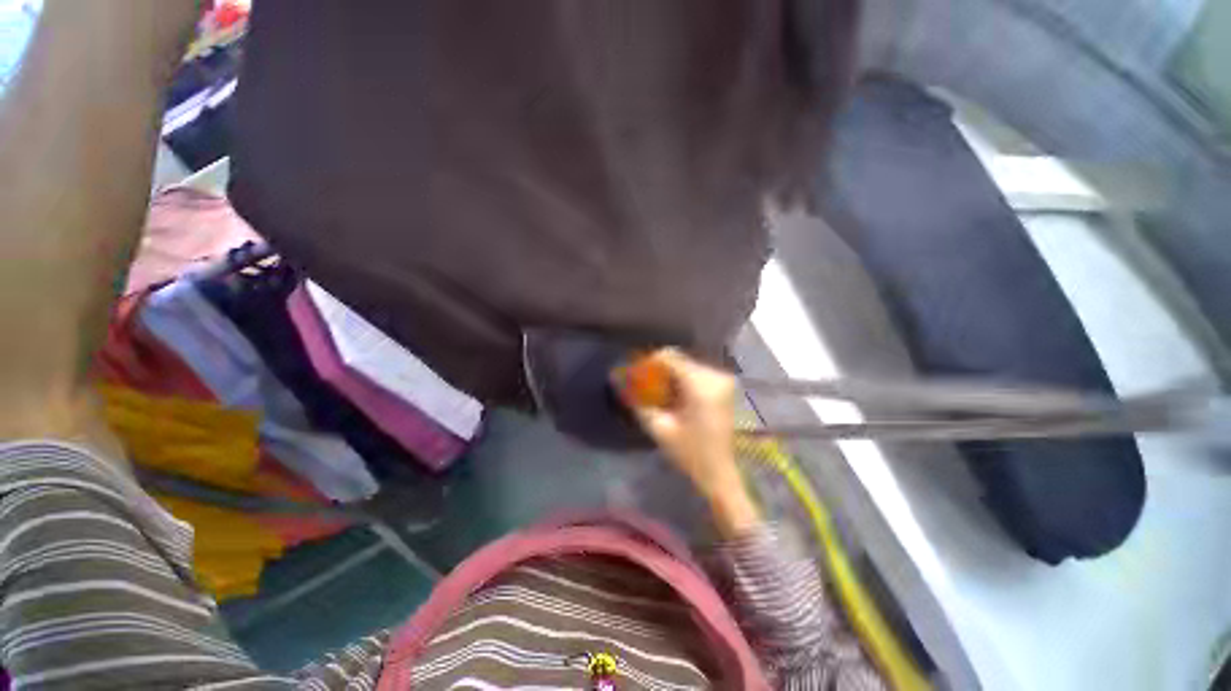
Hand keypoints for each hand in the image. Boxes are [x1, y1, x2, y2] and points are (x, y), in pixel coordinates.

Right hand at [625, 349, 760, 536]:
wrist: (722, 471)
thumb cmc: (691, 454)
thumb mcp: (660, 429)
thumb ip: (639, 402)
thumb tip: (620, 383)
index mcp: (701, 385)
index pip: (669, 357)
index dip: (648, 361)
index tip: (635, 373)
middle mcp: (715, 376)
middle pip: (678, 358)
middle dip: (657, 368)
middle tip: (643, 384)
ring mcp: (722, 379)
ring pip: (686, 364)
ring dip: (669, 374)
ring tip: (656, 392)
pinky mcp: (724, 385)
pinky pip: (696, 372)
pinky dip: (681, 379)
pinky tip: (673, 395)